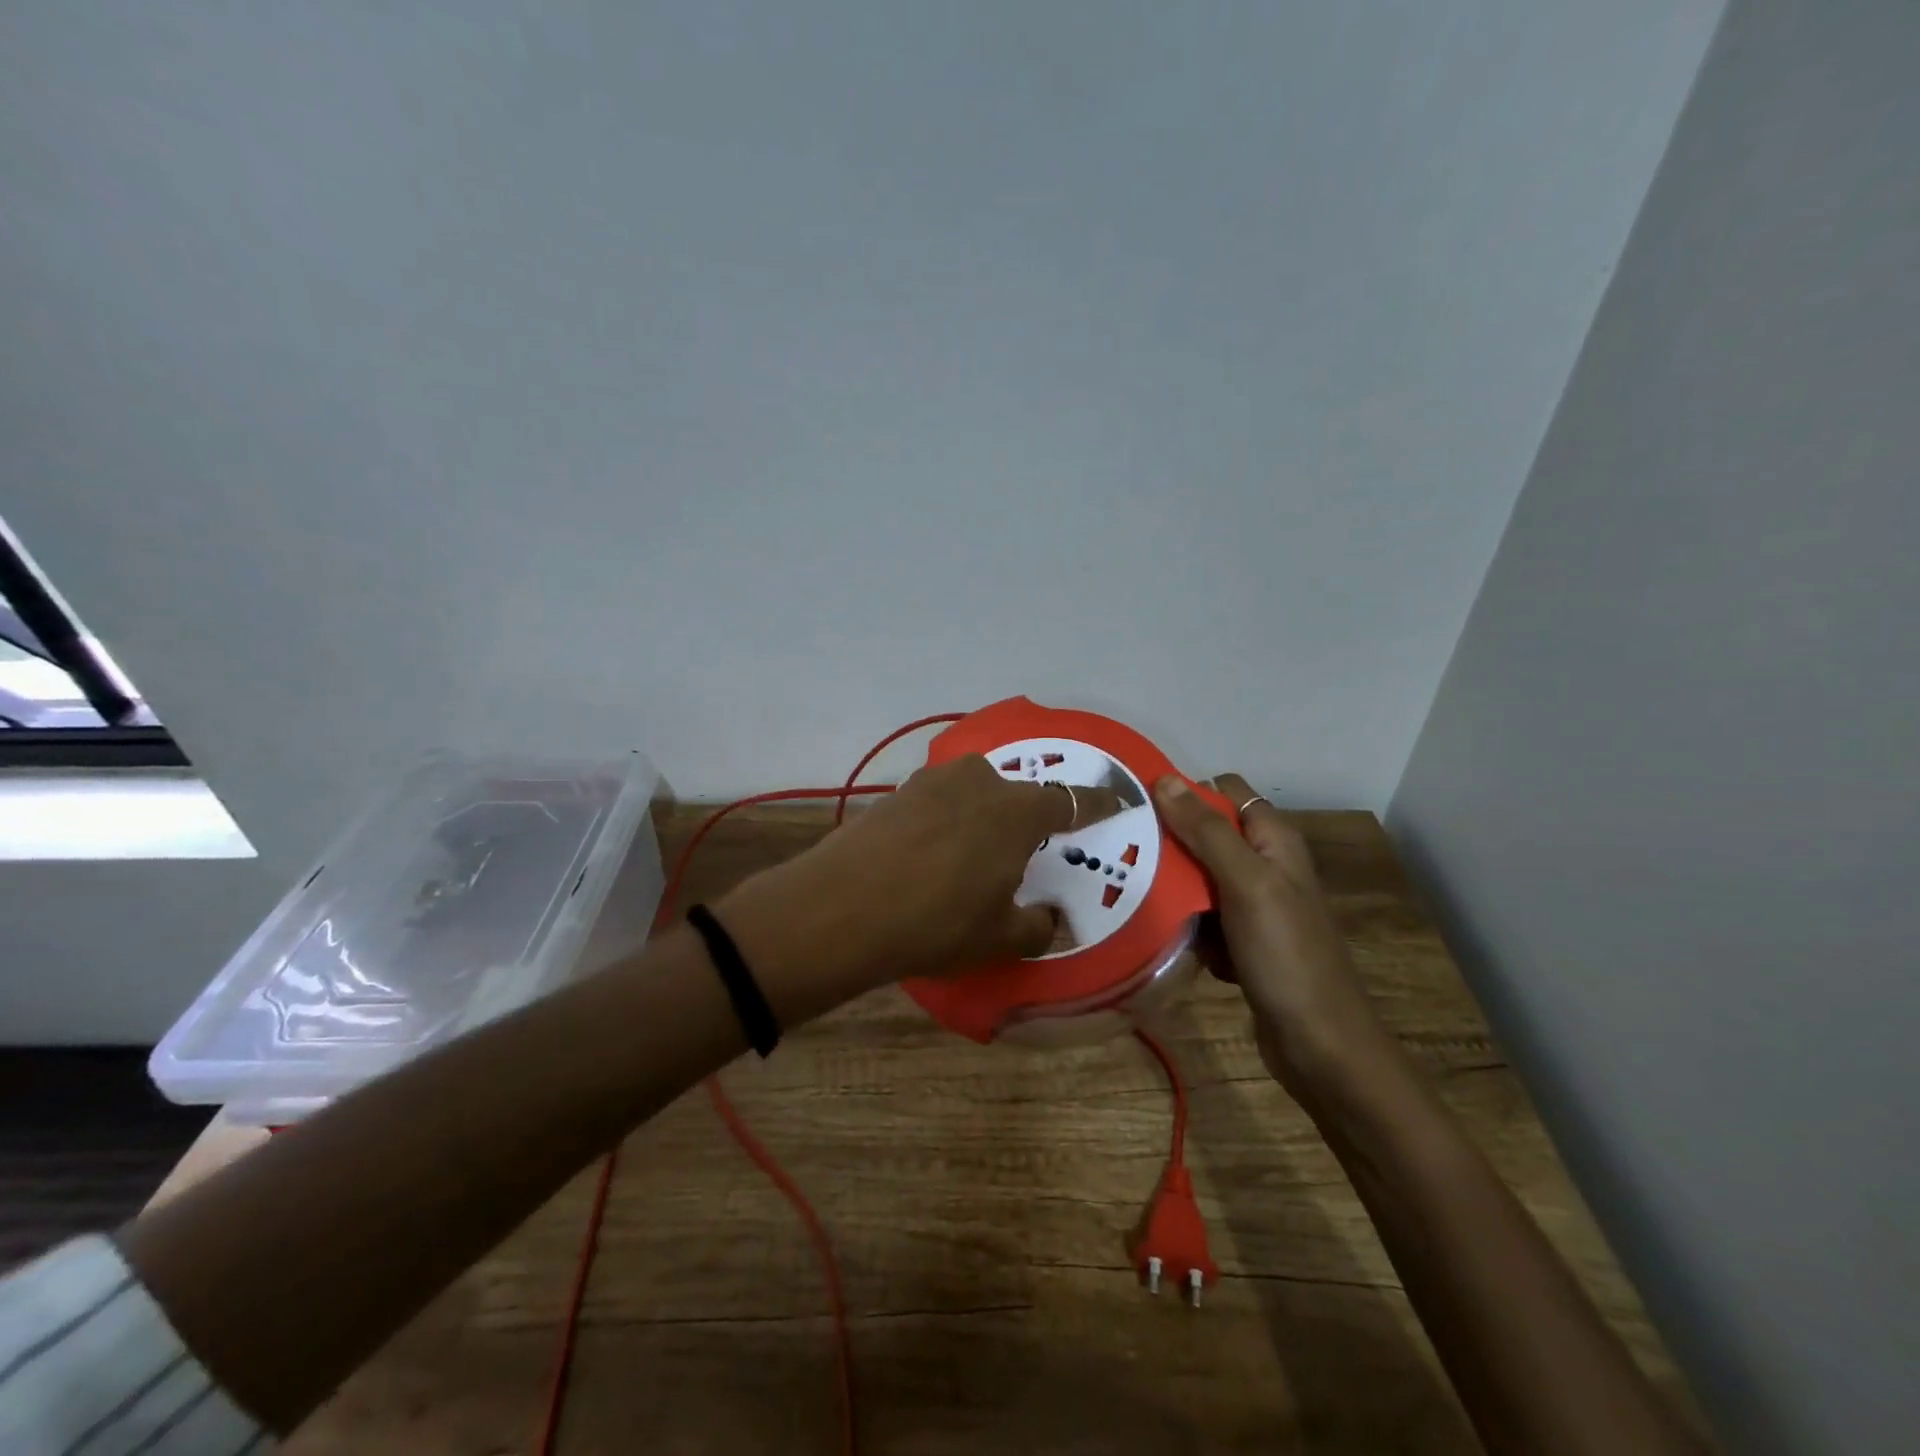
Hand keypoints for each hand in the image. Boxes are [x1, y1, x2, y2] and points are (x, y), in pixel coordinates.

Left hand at [717, 755, 1075, 1019]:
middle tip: (1018, 855)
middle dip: (1023, 820)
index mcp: (1017, 811)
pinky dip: (943, 822)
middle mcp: (980, 781)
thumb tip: (1047, 918)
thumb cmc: (936, 922)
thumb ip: (1036, 926)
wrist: (841, 907)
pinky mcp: (896, 791)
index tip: (1114, 800)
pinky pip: (937, 802)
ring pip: (973, 794)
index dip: (1095, 803)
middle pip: (1015, 795)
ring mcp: (933, 781)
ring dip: (979, 818)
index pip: (1070, 801)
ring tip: (966, 858)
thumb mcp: (999, 938)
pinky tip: (927, 855)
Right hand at [1153, 773, 1387, 1092]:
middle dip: (1169, 843)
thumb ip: (1206, 831)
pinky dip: (1187, 925)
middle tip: (1124, 855)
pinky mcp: (1242, 940)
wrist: (1320, 1045)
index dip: (1184, 793)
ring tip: (1135, 894)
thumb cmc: (1286, 955)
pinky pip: (1202, 917)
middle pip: (1205, 835)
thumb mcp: (1246, 883)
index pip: (1222, 792)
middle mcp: (1265, 864)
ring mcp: (1254, 905)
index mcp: (1273, 839)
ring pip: (1198, 877)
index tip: (1137, 807)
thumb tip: (1166, 779)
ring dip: (1173, 887)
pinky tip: (1172, 939)